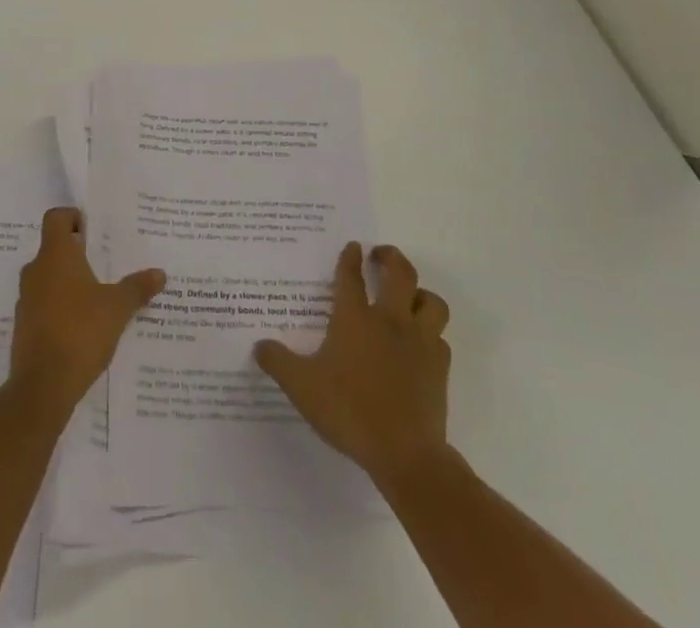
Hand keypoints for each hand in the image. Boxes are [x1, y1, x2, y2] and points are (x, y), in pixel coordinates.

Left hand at [10, 207, 165, 417]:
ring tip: (98, 296)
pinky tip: (83, 326)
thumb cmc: (81, 331)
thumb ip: (137, 287)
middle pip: (53, 248)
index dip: (72, 217)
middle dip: (77, 253)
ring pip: (48, 278)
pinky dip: (60, 308)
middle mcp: (36, 271)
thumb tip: (160, 273)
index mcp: (55, 255)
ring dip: (69, 282)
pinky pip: (43, 305)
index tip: (92, 229)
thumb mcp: (117, 308)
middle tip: (104, 262)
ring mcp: (26, 300)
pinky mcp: (24, 327)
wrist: (43, 386)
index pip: (56, 218)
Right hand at [254, 242, 451, 487]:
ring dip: (420, 293)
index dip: (350, 258)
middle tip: (380, 255)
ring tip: (408, 297)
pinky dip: (432, 334)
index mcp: (356, 318)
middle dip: (391, 257)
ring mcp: (420, 341)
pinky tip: (421, 344)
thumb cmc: (350, 411)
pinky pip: (440, 338)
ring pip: (432, 301)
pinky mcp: (440, 367)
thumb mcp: (302, 387)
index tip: (353, 246)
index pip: (351, 276)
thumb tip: (258, 345)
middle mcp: (390, 320)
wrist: (405, 453)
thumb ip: (278, 362)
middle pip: (399, 273)